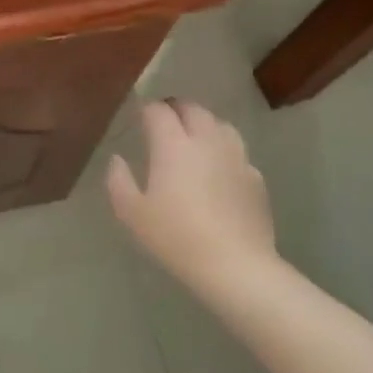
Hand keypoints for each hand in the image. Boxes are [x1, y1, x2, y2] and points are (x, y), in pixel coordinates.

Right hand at [107, 101, 278, 300]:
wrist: (233, 263)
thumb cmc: (174, 236)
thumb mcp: (131, 213)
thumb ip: (118, 180)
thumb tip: (118, 159)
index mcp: (173, 145)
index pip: (159, 111)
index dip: (146, 108)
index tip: (138, 115)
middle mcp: (207, 141)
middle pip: (193, 109)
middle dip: (176, 108)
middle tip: (163, 120)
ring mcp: (236, 157)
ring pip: (220, 125)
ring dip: (203, 124)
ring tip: (192, 138)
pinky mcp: (255, 177)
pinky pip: (236, 152)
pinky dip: (223, 150)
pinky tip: (217, 169)